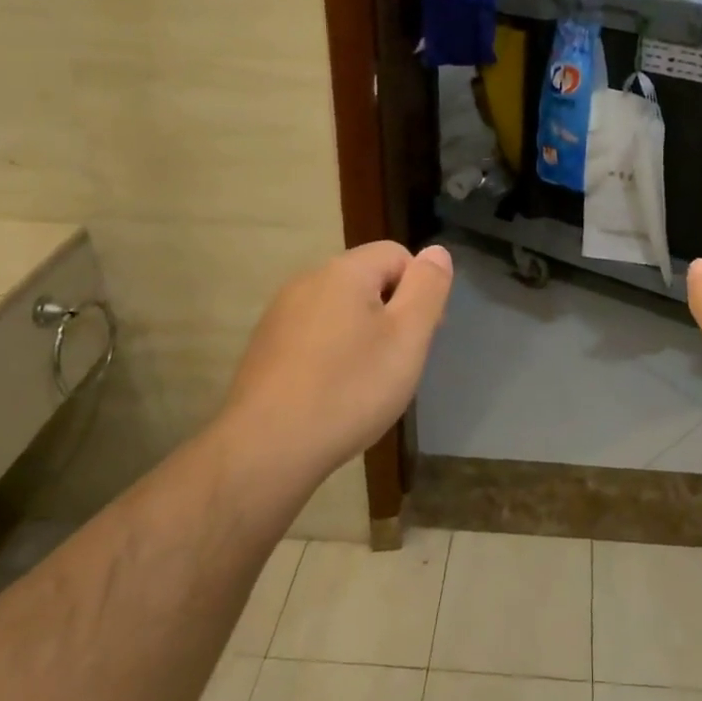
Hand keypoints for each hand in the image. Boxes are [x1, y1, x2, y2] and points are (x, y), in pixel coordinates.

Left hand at [216, 241, 453, 494]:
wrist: (267, 448)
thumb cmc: (349, 389)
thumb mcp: (407, 337)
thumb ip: (427, 288)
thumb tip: (436, 252)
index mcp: (343, 271)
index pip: (396, 254)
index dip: (419, 289)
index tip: (421, 335)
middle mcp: (307, 281)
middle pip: (367, 280)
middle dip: (391, 314)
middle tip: (399, 362)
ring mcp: (280, 315)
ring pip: (340, 310)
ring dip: (362, 335)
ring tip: (367, 382)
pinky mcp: (265, 347)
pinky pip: (314, 336)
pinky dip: (332, 354)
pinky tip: (333, 393)